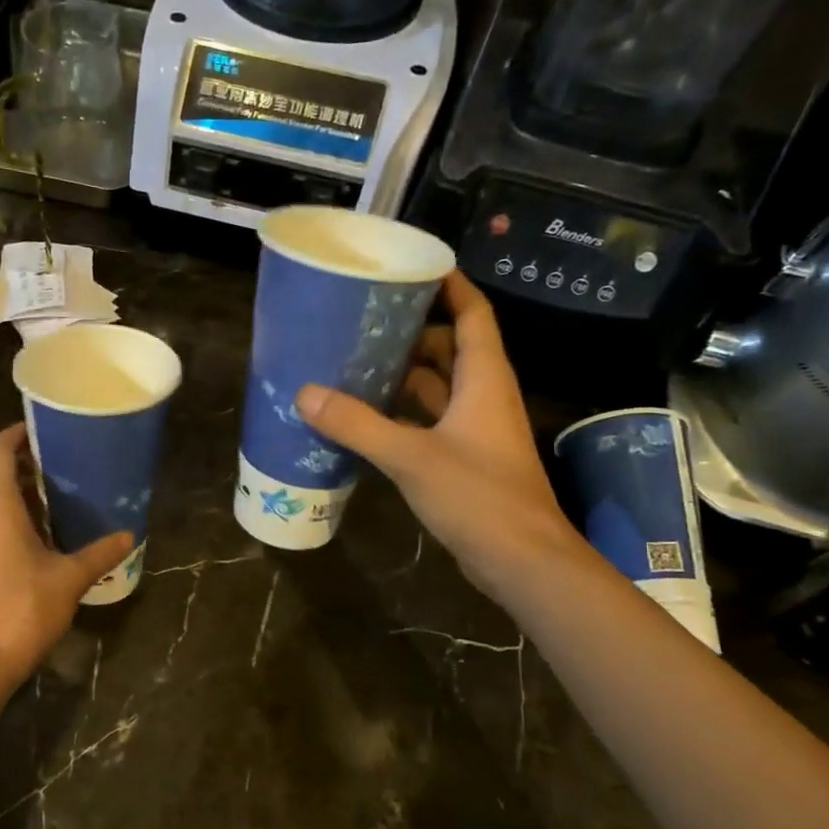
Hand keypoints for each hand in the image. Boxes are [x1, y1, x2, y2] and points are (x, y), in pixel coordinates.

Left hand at [0, 424, 131, 690]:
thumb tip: (130, 536)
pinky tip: (33, 527)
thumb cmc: (23, 609)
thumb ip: (99, 553)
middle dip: (7, 457)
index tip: (42, 429)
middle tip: (45, 461)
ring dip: (2, 484)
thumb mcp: (69, 579)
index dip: (14, 433)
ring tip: (44, 490)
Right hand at [296, 271, 580, 595]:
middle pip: (450, 348)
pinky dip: (402, 414)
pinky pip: (430, 421)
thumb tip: (305, 394)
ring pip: (439, 388)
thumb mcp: (411, 456)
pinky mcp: (465, 460)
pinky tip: (366, 417)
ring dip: (404, 375)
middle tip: (364, 321)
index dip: (449, 286)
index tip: (412, 267)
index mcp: (484, 379)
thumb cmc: (478, 496)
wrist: (523, 561)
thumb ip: (358, 425)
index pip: (473, 315)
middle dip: (412, 332)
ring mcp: (475, 431)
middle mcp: (483, 397)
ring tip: (356, 363)